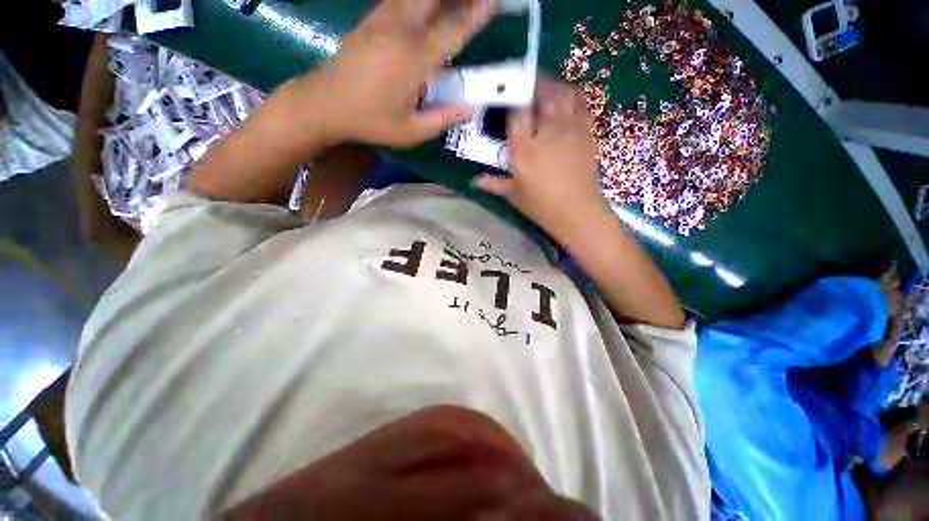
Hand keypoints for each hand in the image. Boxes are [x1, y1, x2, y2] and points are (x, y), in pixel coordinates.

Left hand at [296, 0, 493, 147]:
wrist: (326, 104)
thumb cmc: (370, 120)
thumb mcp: (410, 132)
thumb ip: (442, 119)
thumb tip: (467, 107)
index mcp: (413, 59)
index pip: (452, 31)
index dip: (474, 15)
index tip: (491, 3)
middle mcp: (399, 30)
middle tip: (475, 1)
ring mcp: (381, 20)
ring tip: (452, 6)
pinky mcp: (370, 20)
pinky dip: (417, 2)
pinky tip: (425, 9)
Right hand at [473, 80, 605, 239]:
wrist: (578, 213)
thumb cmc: (542, 206)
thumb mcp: (513, 195)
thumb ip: (494, 184)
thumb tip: (475, 181)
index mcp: (524, 149)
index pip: (517, 110)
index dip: (511, 95)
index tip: (505, 90)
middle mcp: (547, 132)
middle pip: (542, 93)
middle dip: (533, 83)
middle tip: (525, 83)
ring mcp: (570, 129)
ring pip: (564, 93)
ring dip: (553, 85)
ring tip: (544, 89)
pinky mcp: (586, 133)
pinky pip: (581, 104)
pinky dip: (572, 96)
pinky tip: (565, 101)